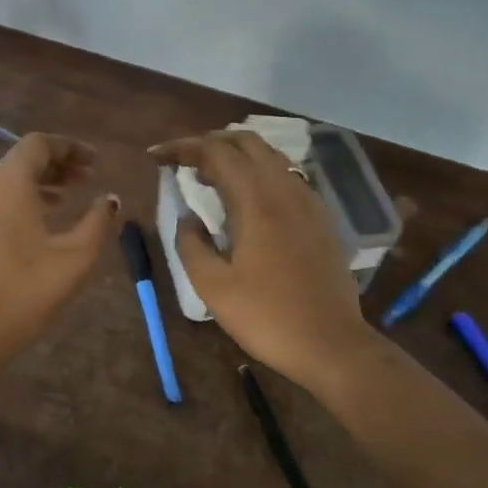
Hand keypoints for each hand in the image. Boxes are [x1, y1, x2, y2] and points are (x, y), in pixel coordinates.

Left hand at [0, 134, 119, 366]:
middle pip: (20, 161)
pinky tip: (35, 226)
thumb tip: (109, 200)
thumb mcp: (74, 258)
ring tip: (65, 199)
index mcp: (8, 184)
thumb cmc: (25, 291)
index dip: (70, 147)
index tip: (95, 161)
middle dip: (56, 165)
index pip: (38, 144)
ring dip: (37, 184)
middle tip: (86, 178)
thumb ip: (96, 222)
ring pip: (4, 183)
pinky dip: (17, 202)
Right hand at [151, 131, 376, 398]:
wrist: (332, 345)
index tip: (156, 156)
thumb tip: (189, 219)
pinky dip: (260, 173)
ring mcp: (308, 202)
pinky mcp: (321, 218)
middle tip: (184, 162)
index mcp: (256, 200)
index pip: (215, 151)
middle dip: (210, 142)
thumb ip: (191, 244)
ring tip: (211, 177)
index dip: (181, 147)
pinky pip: (287, 177)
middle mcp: (284, 189)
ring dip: (237, 155)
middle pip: (246, 141)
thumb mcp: (212, 286)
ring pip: (270, 156)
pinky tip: (249, 199)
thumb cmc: (266, 317)